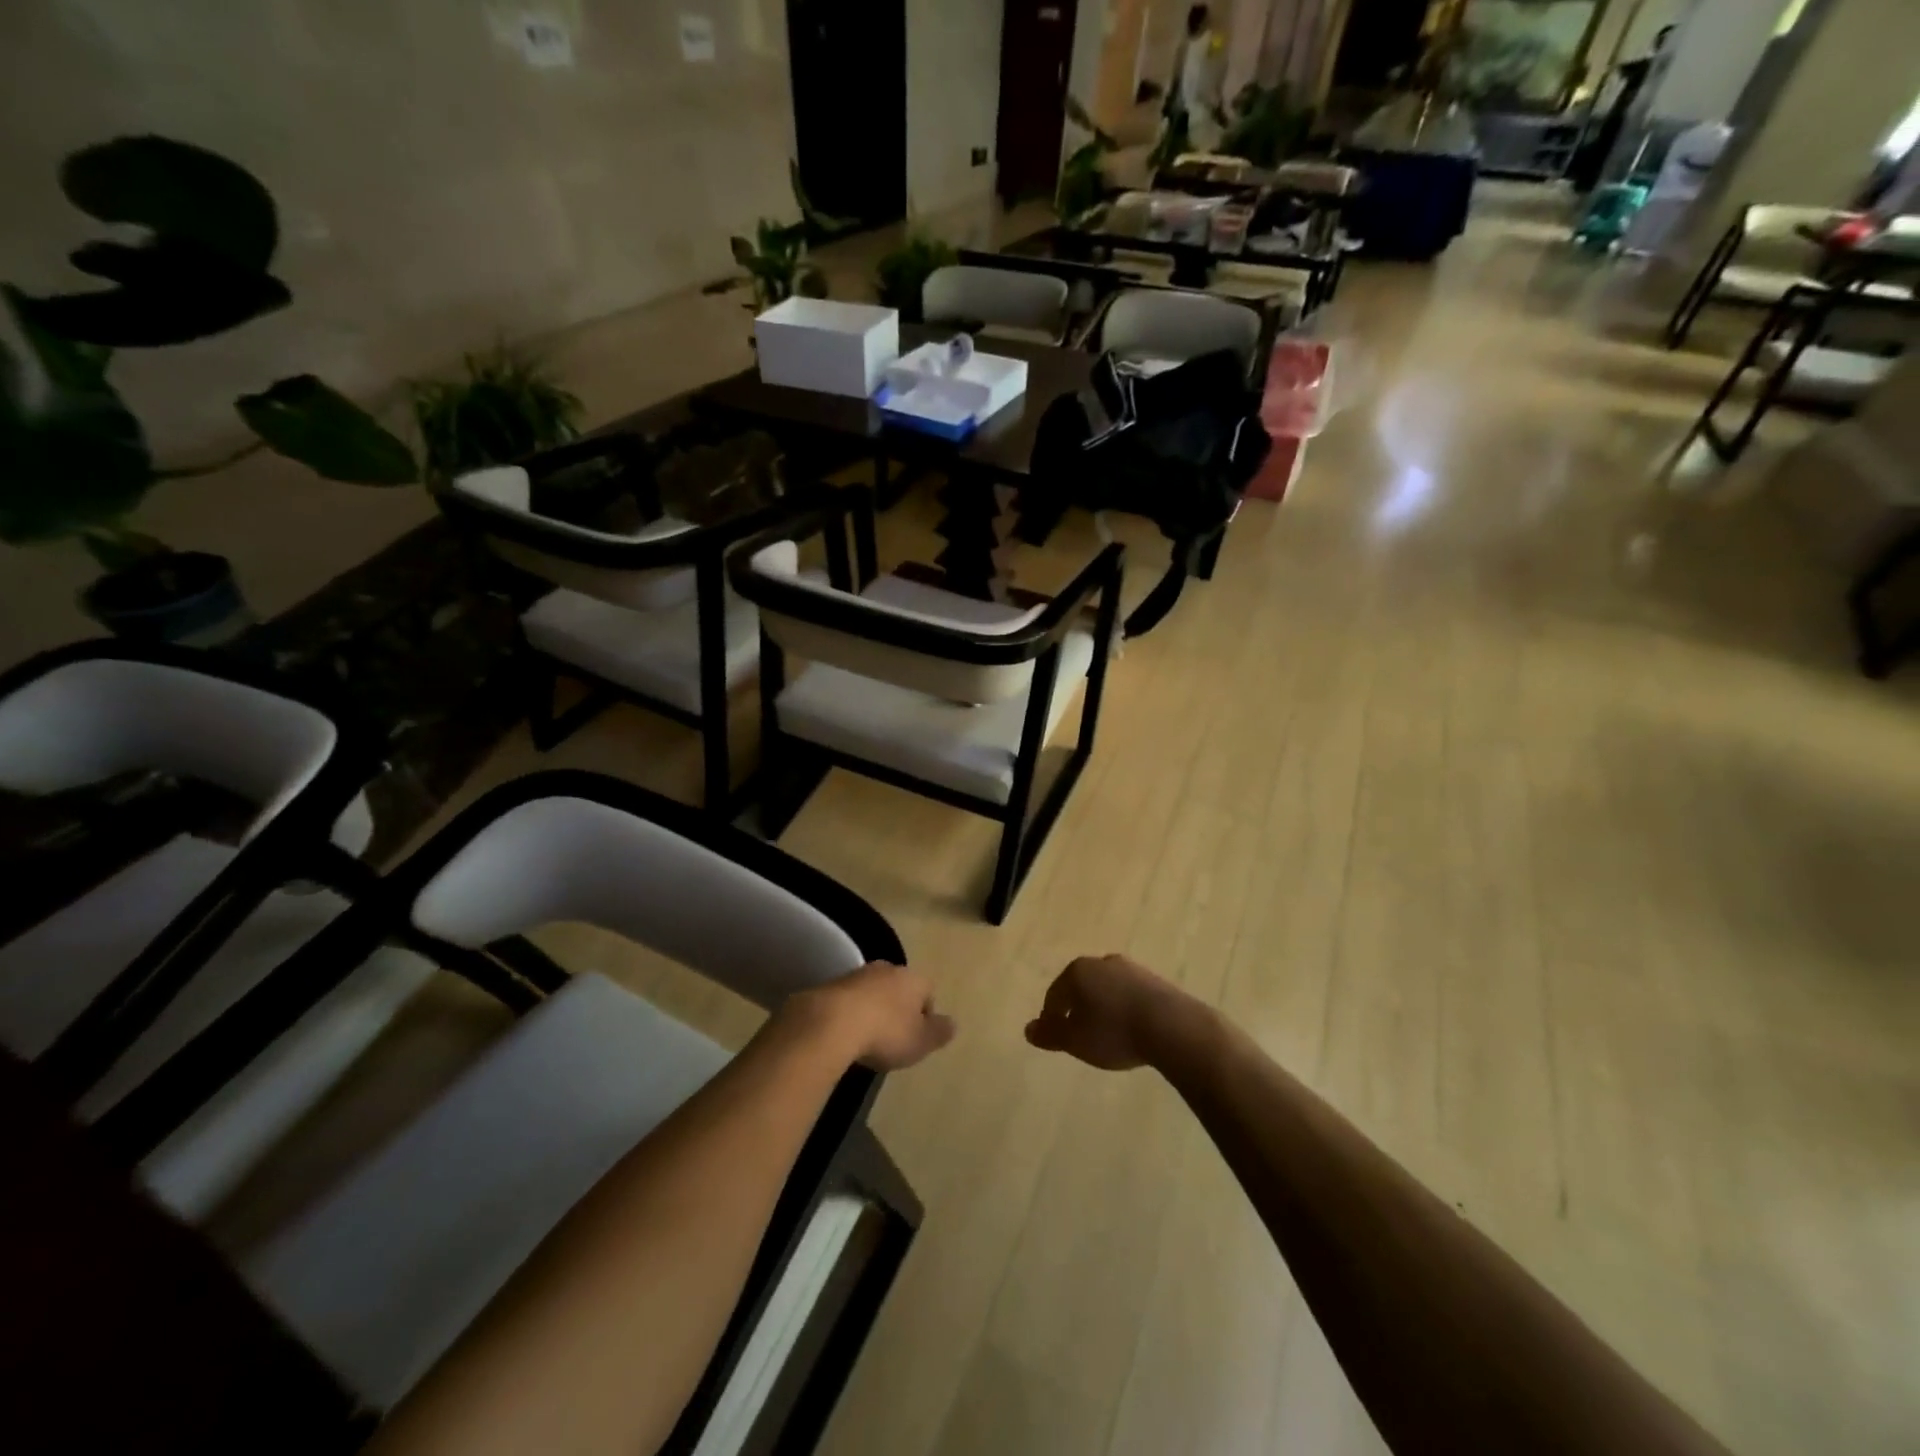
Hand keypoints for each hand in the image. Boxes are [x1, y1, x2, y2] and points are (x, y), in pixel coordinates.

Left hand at [793, 962, 955, 1070]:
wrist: (831, 1022)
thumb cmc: (886, 1032)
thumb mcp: (921, 1041)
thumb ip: (940, 1032)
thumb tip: (952, 1023)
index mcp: (914, 978)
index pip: (928, 992)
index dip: (925, 1015)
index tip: (917, 1037)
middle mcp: (888, 969)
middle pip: (899, 988)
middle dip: (898, 1008)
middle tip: (893, 1038)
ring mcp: (858, 974)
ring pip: (873, 991)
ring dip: (872, 1009)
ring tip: (866, 1038)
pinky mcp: (831, 984)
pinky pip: (849, 999)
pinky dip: (850, 1013)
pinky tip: (845, 1034)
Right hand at [1025, 954, 1191, 1070]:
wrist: (1172, 1027)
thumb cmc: (1114, 1032)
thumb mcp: (1075, 1040)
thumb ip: (1050, 1034)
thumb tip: (1028, 1030)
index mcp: (1078, 971)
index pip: (1055, 994)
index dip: (1051, 1017)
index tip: (1055, 1038)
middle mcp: (1102, 962)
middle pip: (1081, 987)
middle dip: (1077, 1009)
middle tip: (1079, 1036)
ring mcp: (1131, 969)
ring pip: (1106, 989)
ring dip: (1102, 1008)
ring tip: (1106, 1035)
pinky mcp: (1155, 981)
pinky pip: (1129, 995)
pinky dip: (1124, 1010)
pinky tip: (1130, 1030)